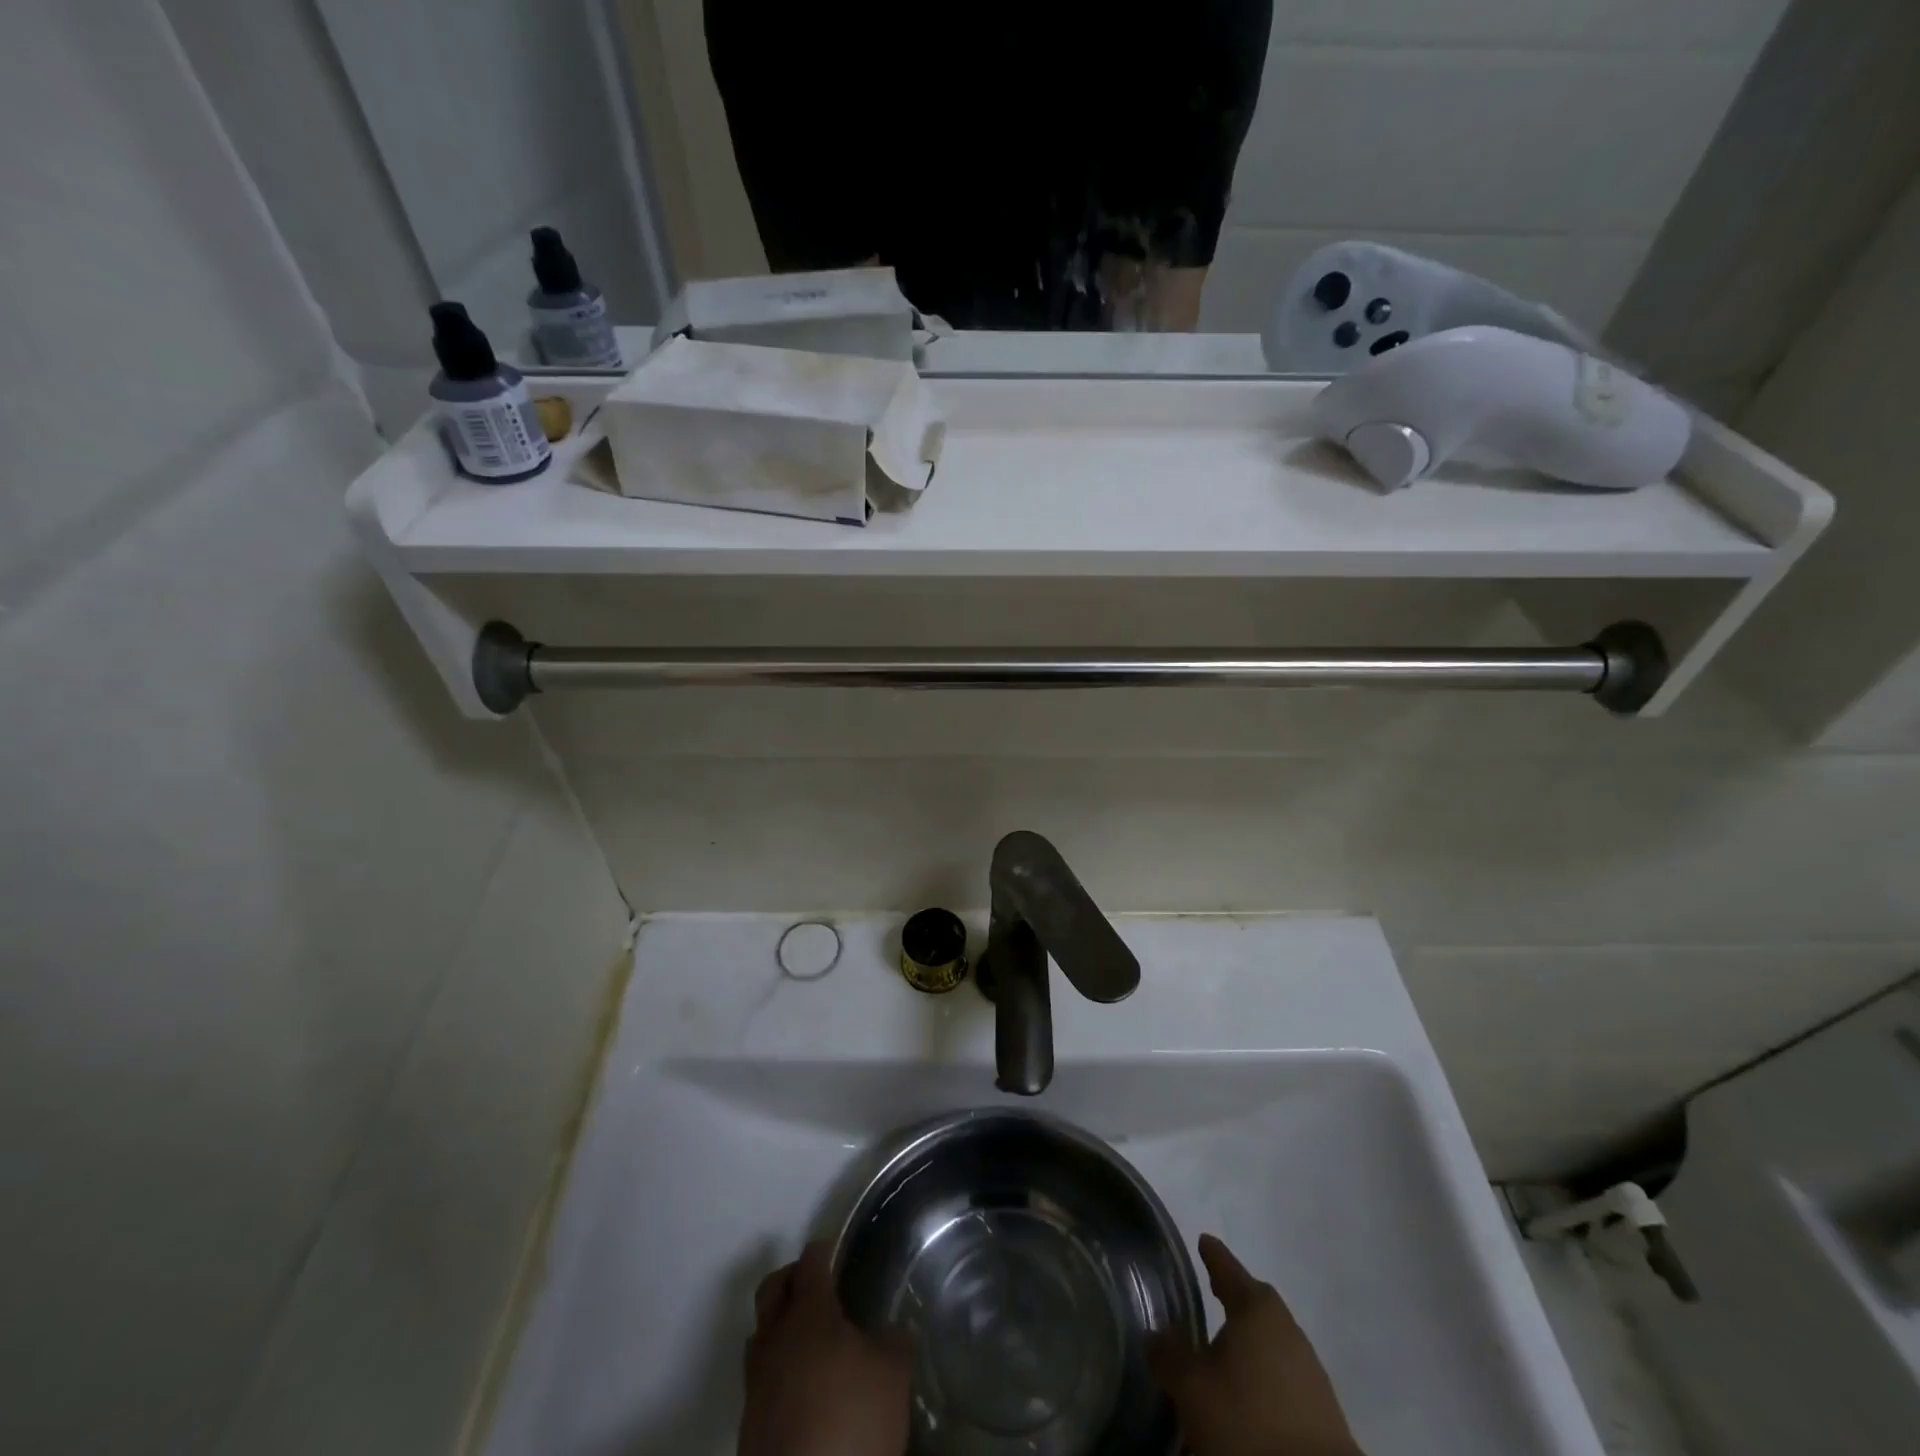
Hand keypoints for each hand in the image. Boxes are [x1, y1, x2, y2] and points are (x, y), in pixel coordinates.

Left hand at [739, 1240, 912, 1455]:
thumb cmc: (850, 1421)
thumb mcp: (892, 1374)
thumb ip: (893, 1340)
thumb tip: (891, 1330)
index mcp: (808, 1313)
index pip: (810, 1262)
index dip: (824, 1249)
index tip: (836, 1247)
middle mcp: (774, 1338)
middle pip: (772, 1288)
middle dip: (792, 1278)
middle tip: (818, 1284)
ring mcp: (756, 1383)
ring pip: (762, 1334)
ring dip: (781, 1325)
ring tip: (811, 1338)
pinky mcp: (749, 1425)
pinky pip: (760, 1377)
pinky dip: (778, 1368)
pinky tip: (804, 1386)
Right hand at [1150, 1234, 1362, 1455]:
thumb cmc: (1249, 1424)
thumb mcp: (1193, 1389)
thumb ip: (1170, 1356)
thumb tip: (1156, 1335)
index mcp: (1257, 1310)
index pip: (1229, 1270)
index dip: (1213, 1256)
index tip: (1204, 1240)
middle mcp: (1288, 1331)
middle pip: (1256, 1305)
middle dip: (1234, 1300)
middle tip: (1213, 1293)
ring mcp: (1310, 1372)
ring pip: (1271, 1344)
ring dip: (1248, 1346)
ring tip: (1223, 1357)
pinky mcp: (1323, 1414)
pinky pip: (1283, 1381)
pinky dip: (1263, 1380)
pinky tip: (1247, 1398)